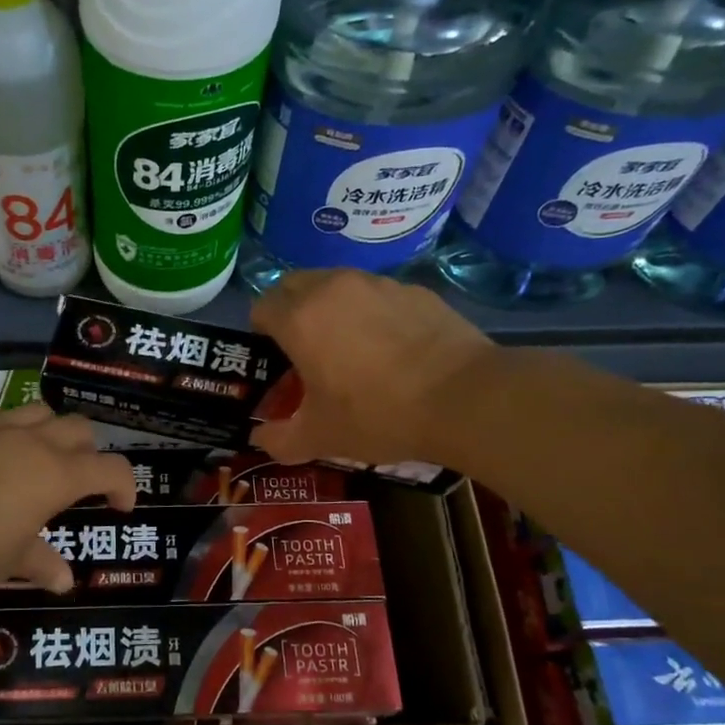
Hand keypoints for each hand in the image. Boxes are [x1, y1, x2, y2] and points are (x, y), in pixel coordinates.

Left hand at [0, 399, 136, 595]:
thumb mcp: (10, 562)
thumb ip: (41, 564)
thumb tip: (65, 581)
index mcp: (59, 476)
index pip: (111, 469)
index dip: (124, 485)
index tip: (120, 506)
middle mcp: (35, 442)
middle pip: (79, 429)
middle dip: (87, 451)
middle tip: (77, 479)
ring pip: (38, 410)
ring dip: (47, 429)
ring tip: (36, 454)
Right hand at [250, 269, 493, 467]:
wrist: (464, 398)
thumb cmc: (378, 414)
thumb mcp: (321, 437)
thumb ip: (280, 439)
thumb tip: (261, 440)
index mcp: (300, 319)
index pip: (262, 306)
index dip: (260, 331)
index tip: (274, 358)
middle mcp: (332, 289)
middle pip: (294, 285)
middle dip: (290, 309)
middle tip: (304, 347)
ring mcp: (378, 284)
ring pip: (337, 284)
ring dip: (331, 307)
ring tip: (350, 346)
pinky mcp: (415, 290)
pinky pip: (378, 294)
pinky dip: (372, 312)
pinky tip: (392, 347)